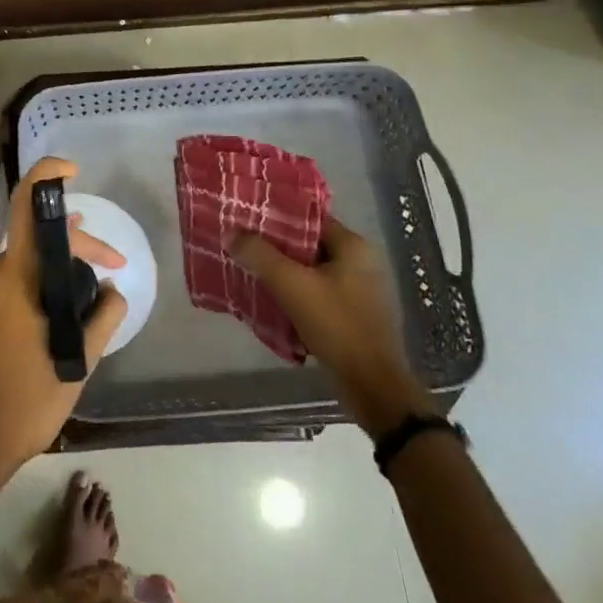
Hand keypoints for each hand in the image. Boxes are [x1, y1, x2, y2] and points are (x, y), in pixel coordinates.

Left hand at [0, 157, 128, 480]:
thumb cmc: (28, 401)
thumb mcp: (79, 361)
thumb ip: (103, 315)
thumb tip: (111, 287)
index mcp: (16, 277)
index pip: (29, 206)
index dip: (48, 174)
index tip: (72, 171)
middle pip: (33, 244)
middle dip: (73, 251)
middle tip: (107, 272)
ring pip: (15, 270)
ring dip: (46, 278)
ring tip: (75, 302)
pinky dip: (20, 297)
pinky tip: (36, 326)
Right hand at [228, 217, 431, 437]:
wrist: (371, 385)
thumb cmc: (336, 325)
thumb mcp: (290, 285)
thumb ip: (259, 255)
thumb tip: (230, 233)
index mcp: (353, 247)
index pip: (309, 218)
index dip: (277, 217)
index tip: (246, 219)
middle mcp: (361, 263)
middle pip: (308, 245)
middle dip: (275, 247)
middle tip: (241, 245)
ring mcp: (359, 291)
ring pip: (310, 271)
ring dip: (282, 273)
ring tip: (248, 271)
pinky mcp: (353, 316)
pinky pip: (316, 294)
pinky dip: (294, 294)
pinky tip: (269, 300)